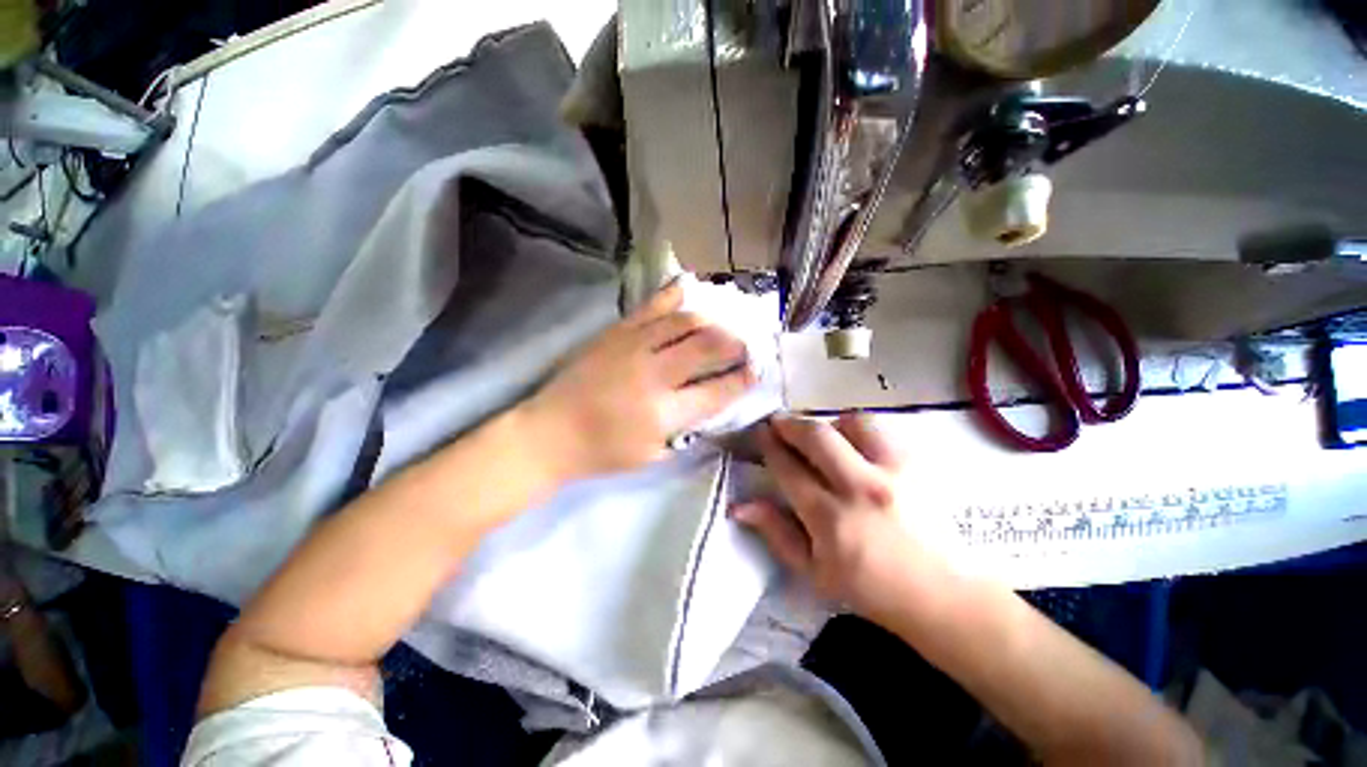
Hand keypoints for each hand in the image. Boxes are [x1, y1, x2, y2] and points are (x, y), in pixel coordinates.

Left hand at [523, 280, 756, 480]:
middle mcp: (653, 373)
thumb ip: (689, 432)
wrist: (550, 432)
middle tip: (745, 346)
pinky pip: (651, 306)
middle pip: (707, 347)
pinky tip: (689, 287)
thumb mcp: (654, 456)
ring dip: (712, 321)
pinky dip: (674, 295)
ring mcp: (633, 346)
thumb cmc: (603, 452)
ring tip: (722, 326)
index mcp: (664, 412)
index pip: (717, 390)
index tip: (756, 372)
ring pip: (685, 321)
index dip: (742, 379)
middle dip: (735, 345)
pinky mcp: (616, 332)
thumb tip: (715, 405)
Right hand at [731, 414, 927, 621]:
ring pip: (851, 423)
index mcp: (831, 520)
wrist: (943, 595)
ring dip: (828, 424)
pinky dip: (858, 430)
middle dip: (790, 423)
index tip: (760, 434)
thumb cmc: (870, 589)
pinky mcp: (917, 465)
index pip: (789, 469)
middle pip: (816, 436)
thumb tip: (739, 506)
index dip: (769, 446)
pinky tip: (853, 445)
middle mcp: (861, 489)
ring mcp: (893, 472)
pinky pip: (879, 429)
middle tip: (778, 422)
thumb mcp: (813, 572)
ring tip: (822, 436)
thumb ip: (776, 533)